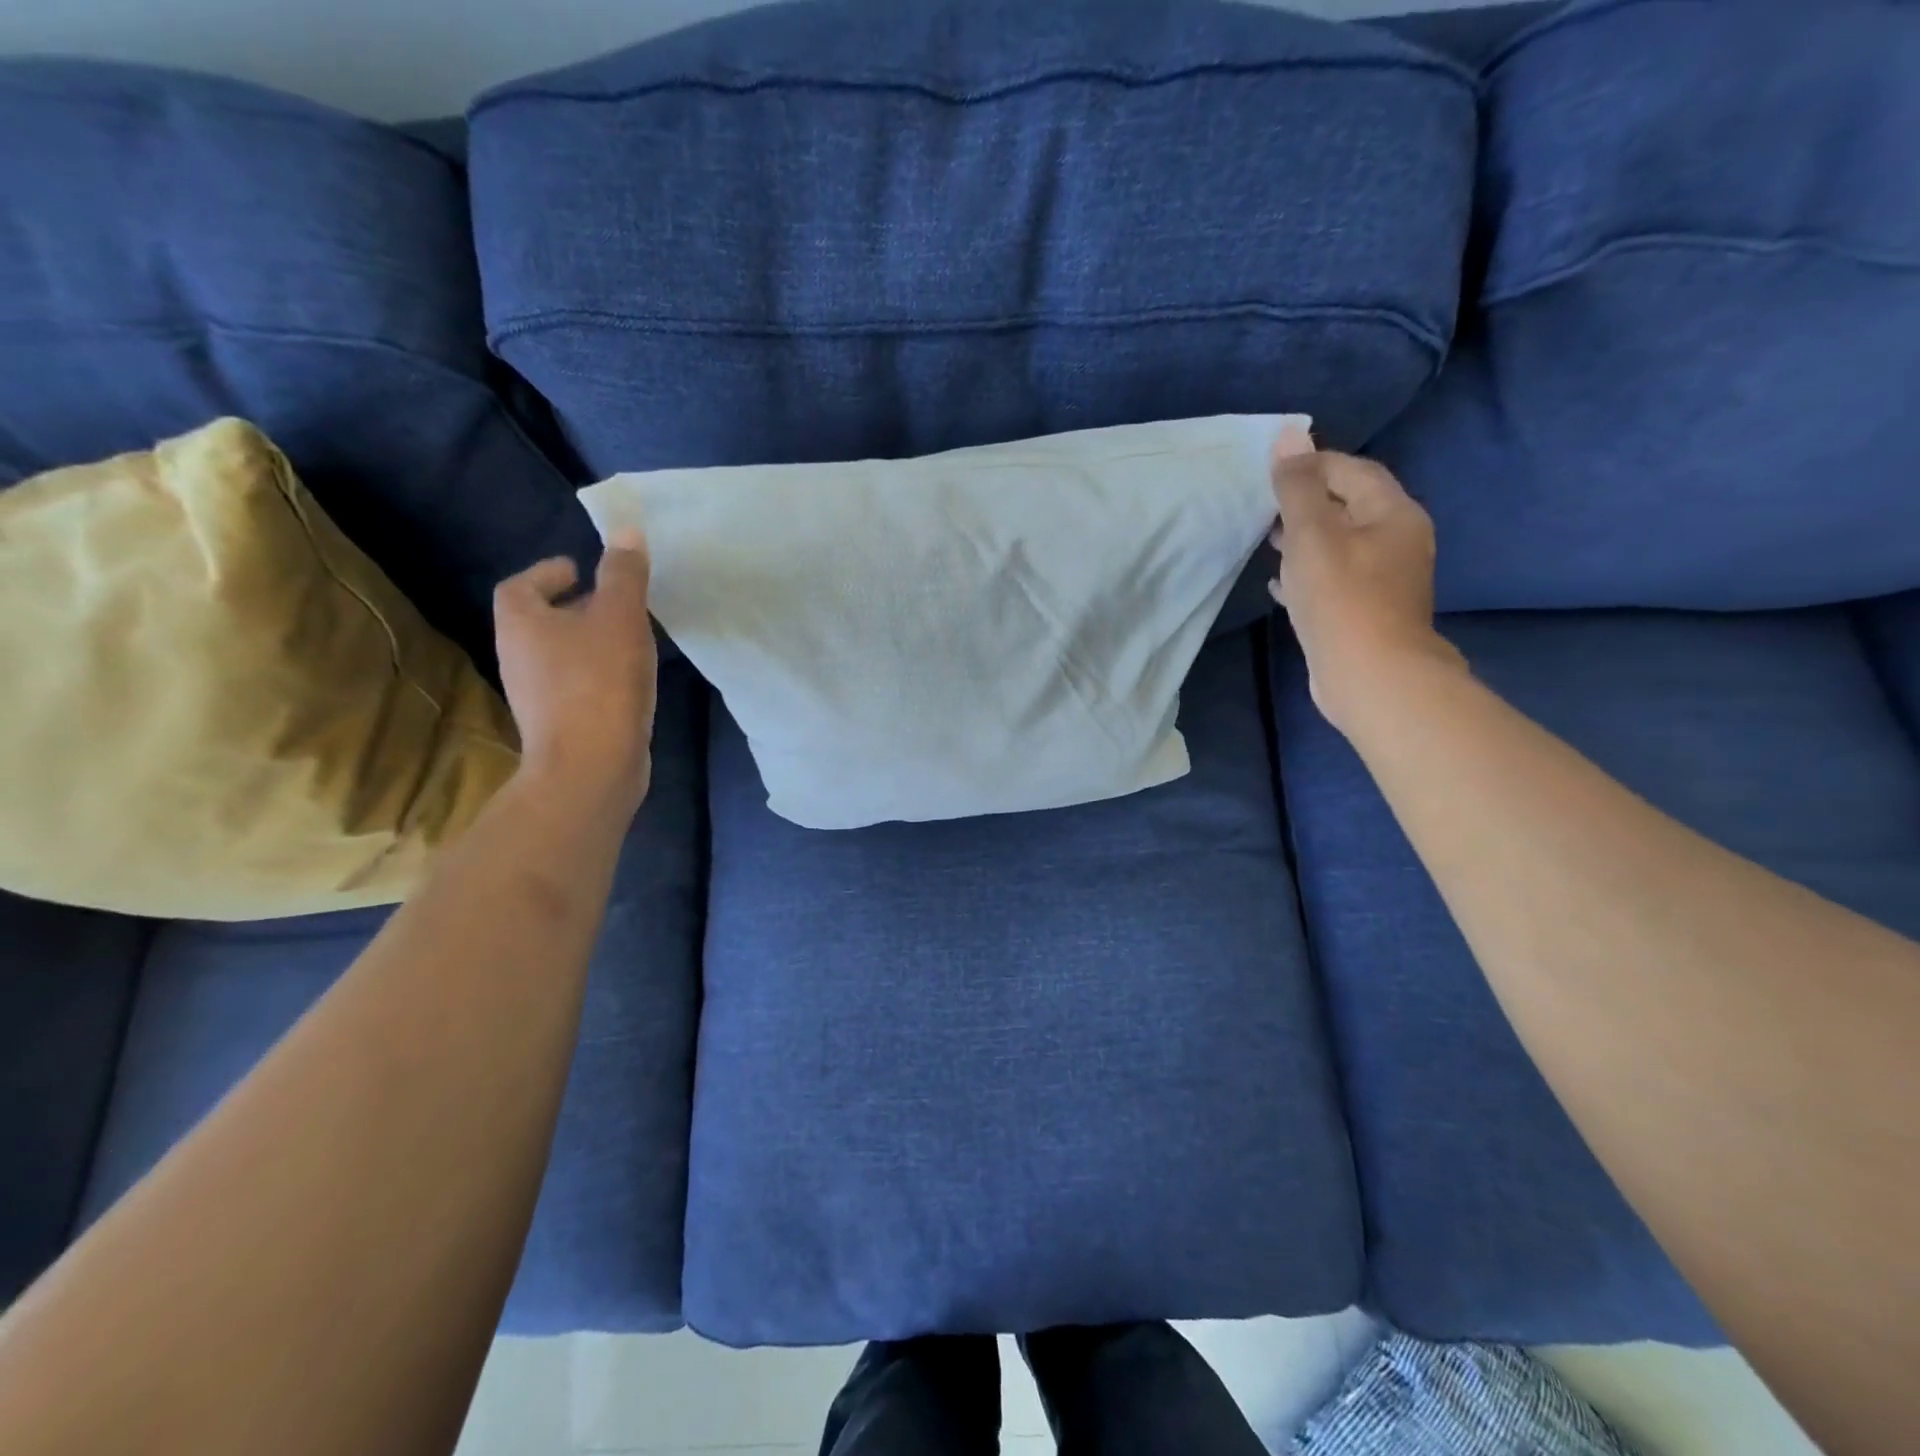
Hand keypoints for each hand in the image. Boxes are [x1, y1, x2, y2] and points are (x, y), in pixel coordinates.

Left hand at [494, 530, 658, 812]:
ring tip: (631, 638)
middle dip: (576, 606)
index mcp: (521, 623)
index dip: (548, 573)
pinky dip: (598, 673)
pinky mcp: (559, 722)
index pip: (522, 585)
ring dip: (590, 640)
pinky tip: (630, 679)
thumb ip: (624, 573)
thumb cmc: (600, 681)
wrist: (592, 767)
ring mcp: (536, 694)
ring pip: (561, 653)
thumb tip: (626, 530)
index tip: (582, 570)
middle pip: (541, 620)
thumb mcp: (620, 617)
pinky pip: (576, 683)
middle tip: (616, 602)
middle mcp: (518, 656)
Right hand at [1269, 446, 1465, 732]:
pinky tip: (1280, 584)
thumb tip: (1288, 435)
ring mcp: (1385, 579)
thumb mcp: (1312, 535)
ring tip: (1267, 542)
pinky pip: (1335, 578)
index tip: (1269, 475)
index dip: (1310, 465)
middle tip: (1263, 509)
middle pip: (1348, 506)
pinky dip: (1308, 573)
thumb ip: (1297, 487)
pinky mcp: (1367, 610)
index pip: (1351, 471)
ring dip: (1304, 539)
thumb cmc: (1342, 599)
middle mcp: (1398, 539)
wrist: (1371, 677)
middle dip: (1306, 503)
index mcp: (1394, 513)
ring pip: (1340, 544)